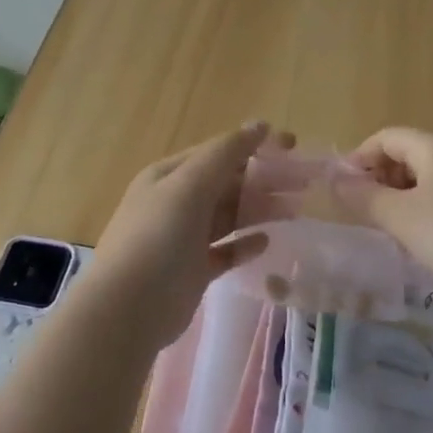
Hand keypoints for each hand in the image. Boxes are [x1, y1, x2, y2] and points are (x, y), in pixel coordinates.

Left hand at [81, 122, 290, 349]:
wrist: (128, 308)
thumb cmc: (158, 238)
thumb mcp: (189, 186)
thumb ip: (225, 153)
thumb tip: (260, 125)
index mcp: (169, 176)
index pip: (218, 152)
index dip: (255, 146)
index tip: (293, 146)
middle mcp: (175, 203)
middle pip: (227, 184)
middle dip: (263, 180)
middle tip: (303, 183)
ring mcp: (183, 238)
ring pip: (228, 216)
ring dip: (259, 210)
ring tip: (294, 210)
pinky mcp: (193, 270)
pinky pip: (225, 251)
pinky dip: (245, 244)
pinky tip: (266, 242)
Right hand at [333, 127, 432, 296]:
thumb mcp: (400, 217)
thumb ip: (364, 197)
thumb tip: (336, 181)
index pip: (386, 137)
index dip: (359, 158)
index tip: (343, 190)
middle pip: (406, 154)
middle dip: (379, 178)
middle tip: (364, 212)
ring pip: (426, 176)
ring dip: (400, 196)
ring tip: (390, 227)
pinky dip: (424, 207)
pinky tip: (423, 237)